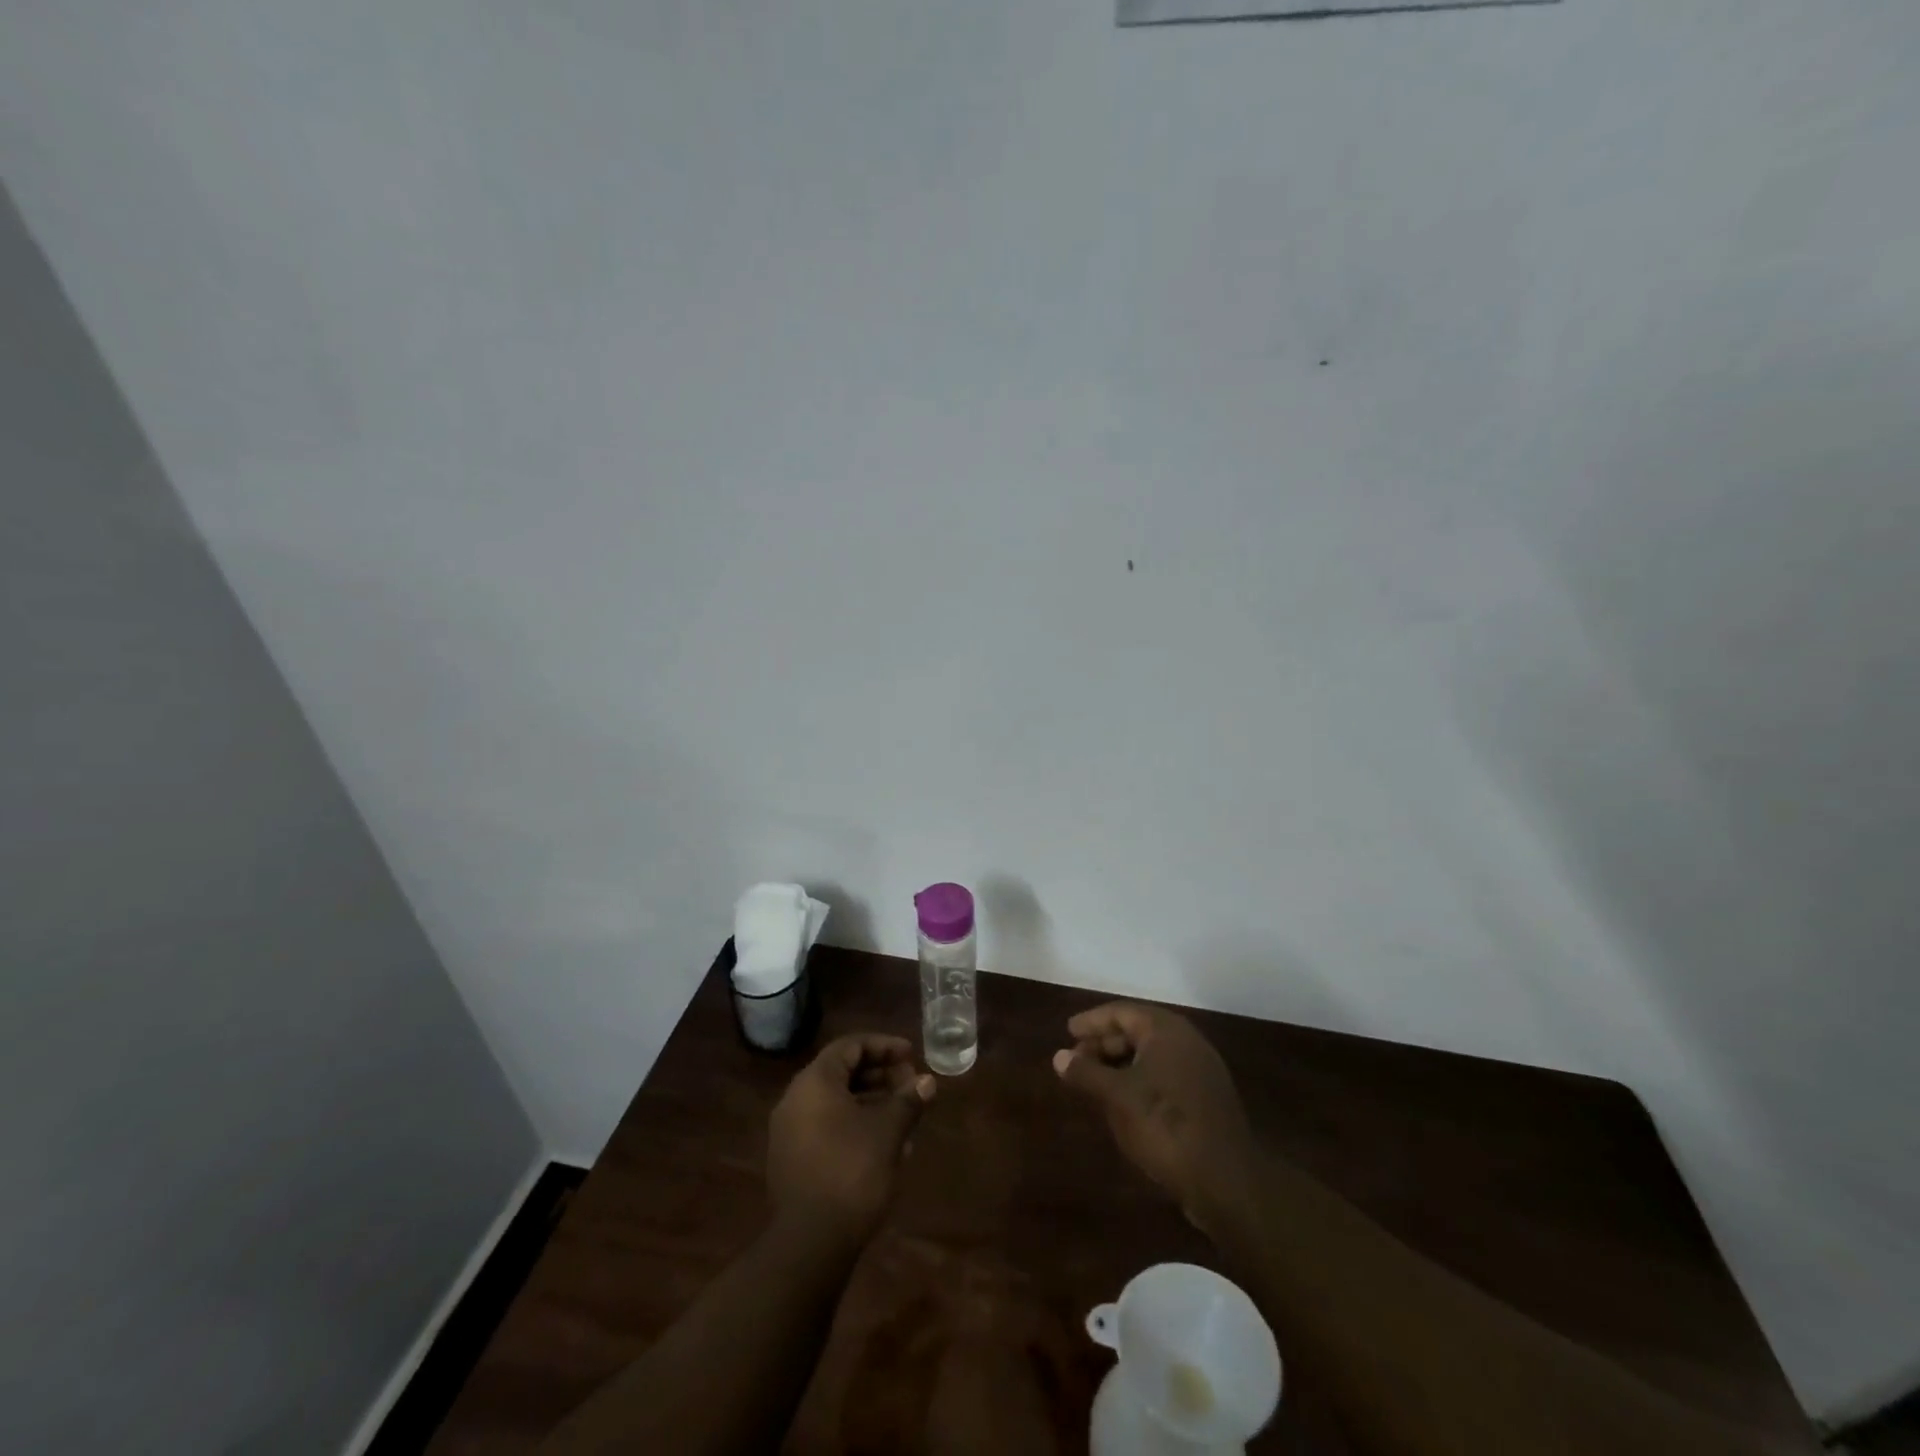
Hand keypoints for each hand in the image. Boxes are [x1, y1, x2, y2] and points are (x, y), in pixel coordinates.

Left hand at [768, 1034, 934, 1241]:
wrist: (810, 1244)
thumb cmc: (852, 1172)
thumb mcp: (888, 1132)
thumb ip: (908, 1100)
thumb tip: (926, 1081)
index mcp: (814, 1082)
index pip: (850, 1046)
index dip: (884, 1046)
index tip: (912, 1054)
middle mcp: (795, 1099)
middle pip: (841, 1071)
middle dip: (880, 1074)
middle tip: (911, 1084)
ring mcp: (789, 1132)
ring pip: (835, 1101)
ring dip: (871, 1101)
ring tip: (904, 1114)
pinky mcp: (792, 1160)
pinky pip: (826, 1126)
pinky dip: (855, 1124)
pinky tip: (884, 1144)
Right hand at [1053, 1003, 1256, 1233]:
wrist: (1225, 1180)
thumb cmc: (1164, 1125)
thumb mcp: (1117, 1097)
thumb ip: (1087, 1073)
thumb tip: (1059, 1056)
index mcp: (1166, 1030)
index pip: (1122, 1012)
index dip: (1092, 1021)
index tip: (1068, 1030)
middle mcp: (1187, 1041)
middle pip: (1138, 1030)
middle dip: (1105, 1043)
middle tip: (1077, 1059)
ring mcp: (1201, 1070)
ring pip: (1152, 1055)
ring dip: (1121, 1063)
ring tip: (1094, 1080)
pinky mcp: (1206, 1098)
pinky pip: (1165, 1075)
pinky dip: (1140, 1080)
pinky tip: (1124, 1101)